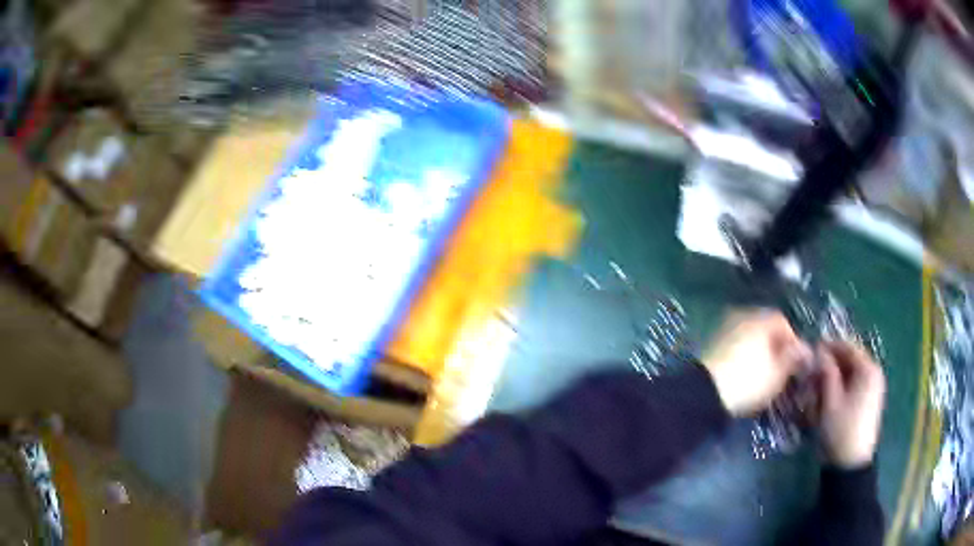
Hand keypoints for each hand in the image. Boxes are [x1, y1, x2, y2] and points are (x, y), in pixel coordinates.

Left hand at [702, 311, 810, 415]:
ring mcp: (725, 329)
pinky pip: (736, 346)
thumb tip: (805, 349)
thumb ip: (794, 358)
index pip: (783, 322)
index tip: (796, 362)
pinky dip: (744, 357)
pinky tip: (746, 375)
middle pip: (766, 328)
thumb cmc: (749, 380)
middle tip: (782, 369)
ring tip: (765, 374)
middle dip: (776, 346)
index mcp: (760, 318)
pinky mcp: (712, 345)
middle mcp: (742, 316)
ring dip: (760, 352)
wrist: (706, 393)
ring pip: (750, 337)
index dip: (793, 341)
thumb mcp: (779, 373)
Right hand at [817, 341, 885, 468]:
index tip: (811, 350)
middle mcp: (874, 373)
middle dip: (831, 365)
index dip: (829, 346)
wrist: (850, 464)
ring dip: (834, 378)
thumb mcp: (830, 401)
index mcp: (868, 369)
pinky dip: (841, 388)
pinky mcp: (870, 401)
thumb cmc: (840, 430)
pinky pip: (854, 386)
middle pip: (850, 360)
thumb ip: (826, 372)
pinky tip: (828, 400)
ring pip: (851, 374)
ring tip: (817, 390)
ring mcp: (873, 388)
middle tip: (812, 374)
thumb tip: (820, 351)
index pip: (847, 347)